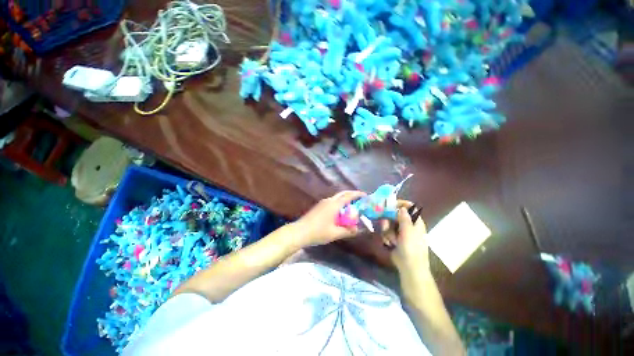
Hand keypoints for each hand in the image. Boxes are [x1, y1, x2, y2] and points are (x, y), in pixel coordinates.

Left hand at [293, 190, 365, 246]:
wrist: (299, 232)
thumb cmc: (318, 232)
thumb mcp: (335, 233)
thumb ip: (348, 231)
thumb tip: (358, 229)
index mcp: (334, 205)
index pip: (348, 196)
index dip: (357, 194)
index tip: (365, 196)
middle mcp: (329, 200)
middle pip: (342, 194)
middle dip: (352, 195)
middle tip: (360, 199)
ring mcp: (322, 203)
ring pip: (337, 197)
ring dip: (345, 199)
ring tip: (352, 206)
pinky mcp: (319, 206)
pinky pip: (332, 201)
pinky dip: (339, 203)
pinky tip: (340, 211)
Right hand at [381, 201, 429, 273]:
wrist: (409, 267)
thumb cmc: (411, 248)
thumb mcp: (408, 231)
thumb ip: (404, 218)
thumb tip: (402, 207)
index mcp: (415, 222)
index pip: (409, 208)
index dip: (400, 204)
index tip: (389, 204)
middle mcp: (408, 225)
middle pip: (395, 215)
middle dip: (388, 220)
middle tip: (384, 225)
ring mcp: (401, 232)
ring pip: (389, 224)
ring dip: (387, 231)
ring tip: (390, 240)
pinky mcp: (394, 239)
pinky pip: (387, 232)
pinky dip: (386, 237)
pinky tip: (388, 243)